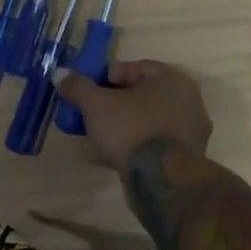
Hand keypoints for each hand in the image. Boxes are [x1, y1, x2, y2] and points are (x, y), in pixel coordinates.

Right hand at [51, 59, 211, 173]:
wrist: (161, 181)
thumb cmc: (131, 129)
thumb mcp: (96, 104)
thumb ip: (78, 86)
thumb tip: (59, 73)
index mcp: (173, 80)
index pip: (136, 67)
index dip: (107, 76)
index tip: (89, 90)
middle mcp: (189, 102)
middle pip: (142, 95)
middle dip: (115, 102)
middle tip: (92, 111)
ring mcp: (191, 132)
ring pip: (148, 120)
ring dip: (124, 124)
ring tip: (98, 134)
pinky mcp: (186, 158)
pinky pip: (154, 142)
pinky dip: (134, 144)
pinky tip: (111, 154)